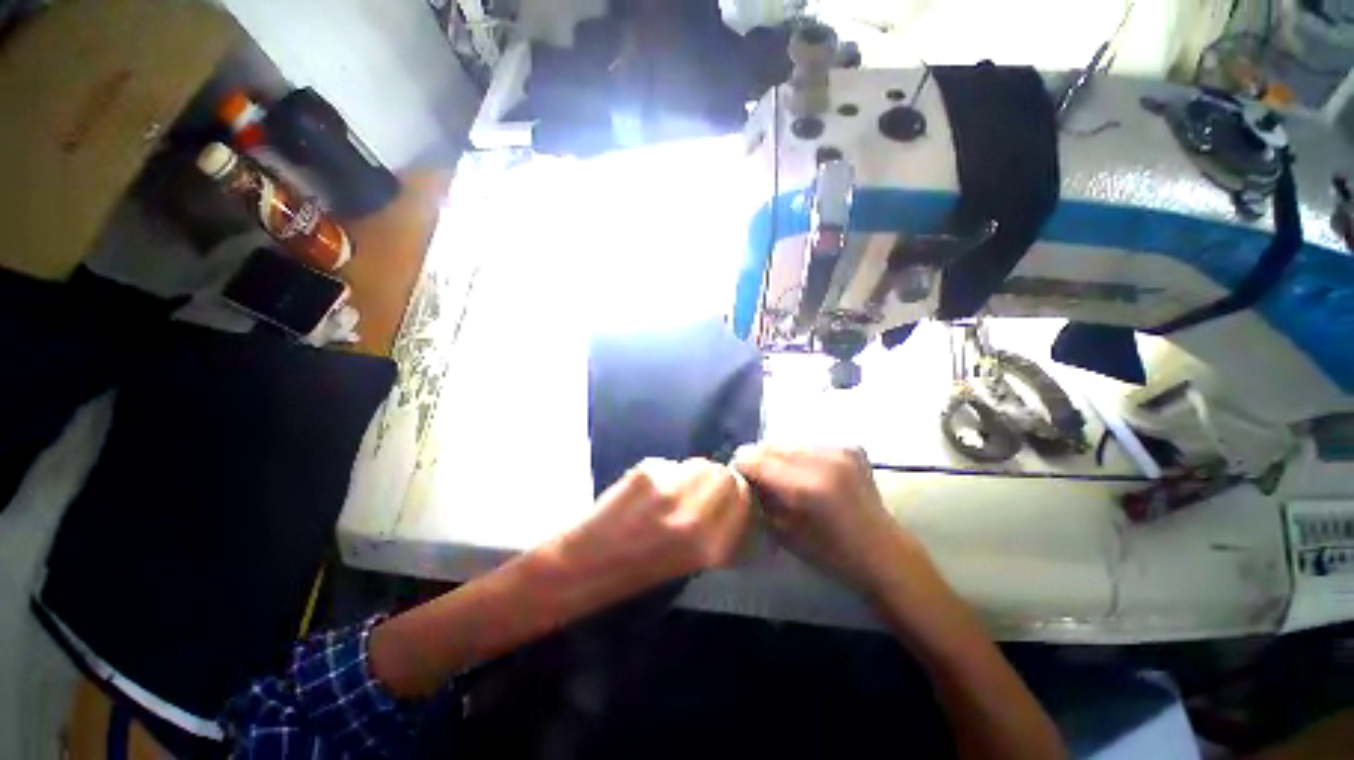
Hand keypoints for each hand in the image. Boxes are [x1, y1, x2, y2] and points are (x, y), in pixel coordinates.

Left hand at [562, 457, 753, 593]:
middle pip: (724, 474)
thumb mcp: (694, 557)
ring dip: (689, 473)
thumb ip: (719, 525)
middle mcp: (697, 517)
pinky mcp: (648, 473)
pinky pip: (670, 464)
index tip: (723, 494)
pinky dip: (663, 473)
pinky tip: (646, 491)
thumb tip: (735, 488)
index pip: (743, 496)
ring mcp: (671, 492)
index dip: (734, 491)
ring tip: (668, 491)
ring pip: (698, 464)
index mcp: (713, 545)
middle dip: (713, 478)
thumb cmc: (641, 566)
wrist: (588, 563)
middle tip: (694, 490)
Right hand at [733, 445, 926, 596]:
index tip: (741, 480)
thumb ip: (760, 497)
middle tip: (763, 480)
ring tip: (788, 478)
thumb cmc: (830, 553)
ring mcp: (839, 449)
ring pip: (787, 442)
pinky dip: (801, 457)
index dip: (741, 467)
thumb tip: (743, 475)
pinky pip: (808, 444)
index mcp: (806, 486)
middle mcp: (823, 460)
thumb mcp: (783, 531)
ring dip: (780, 457)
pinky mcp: (850, 446)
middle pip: (769, 445)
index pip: (753, 457)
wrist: (883, 552)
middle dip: (760, 461)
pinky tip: (810, 475)